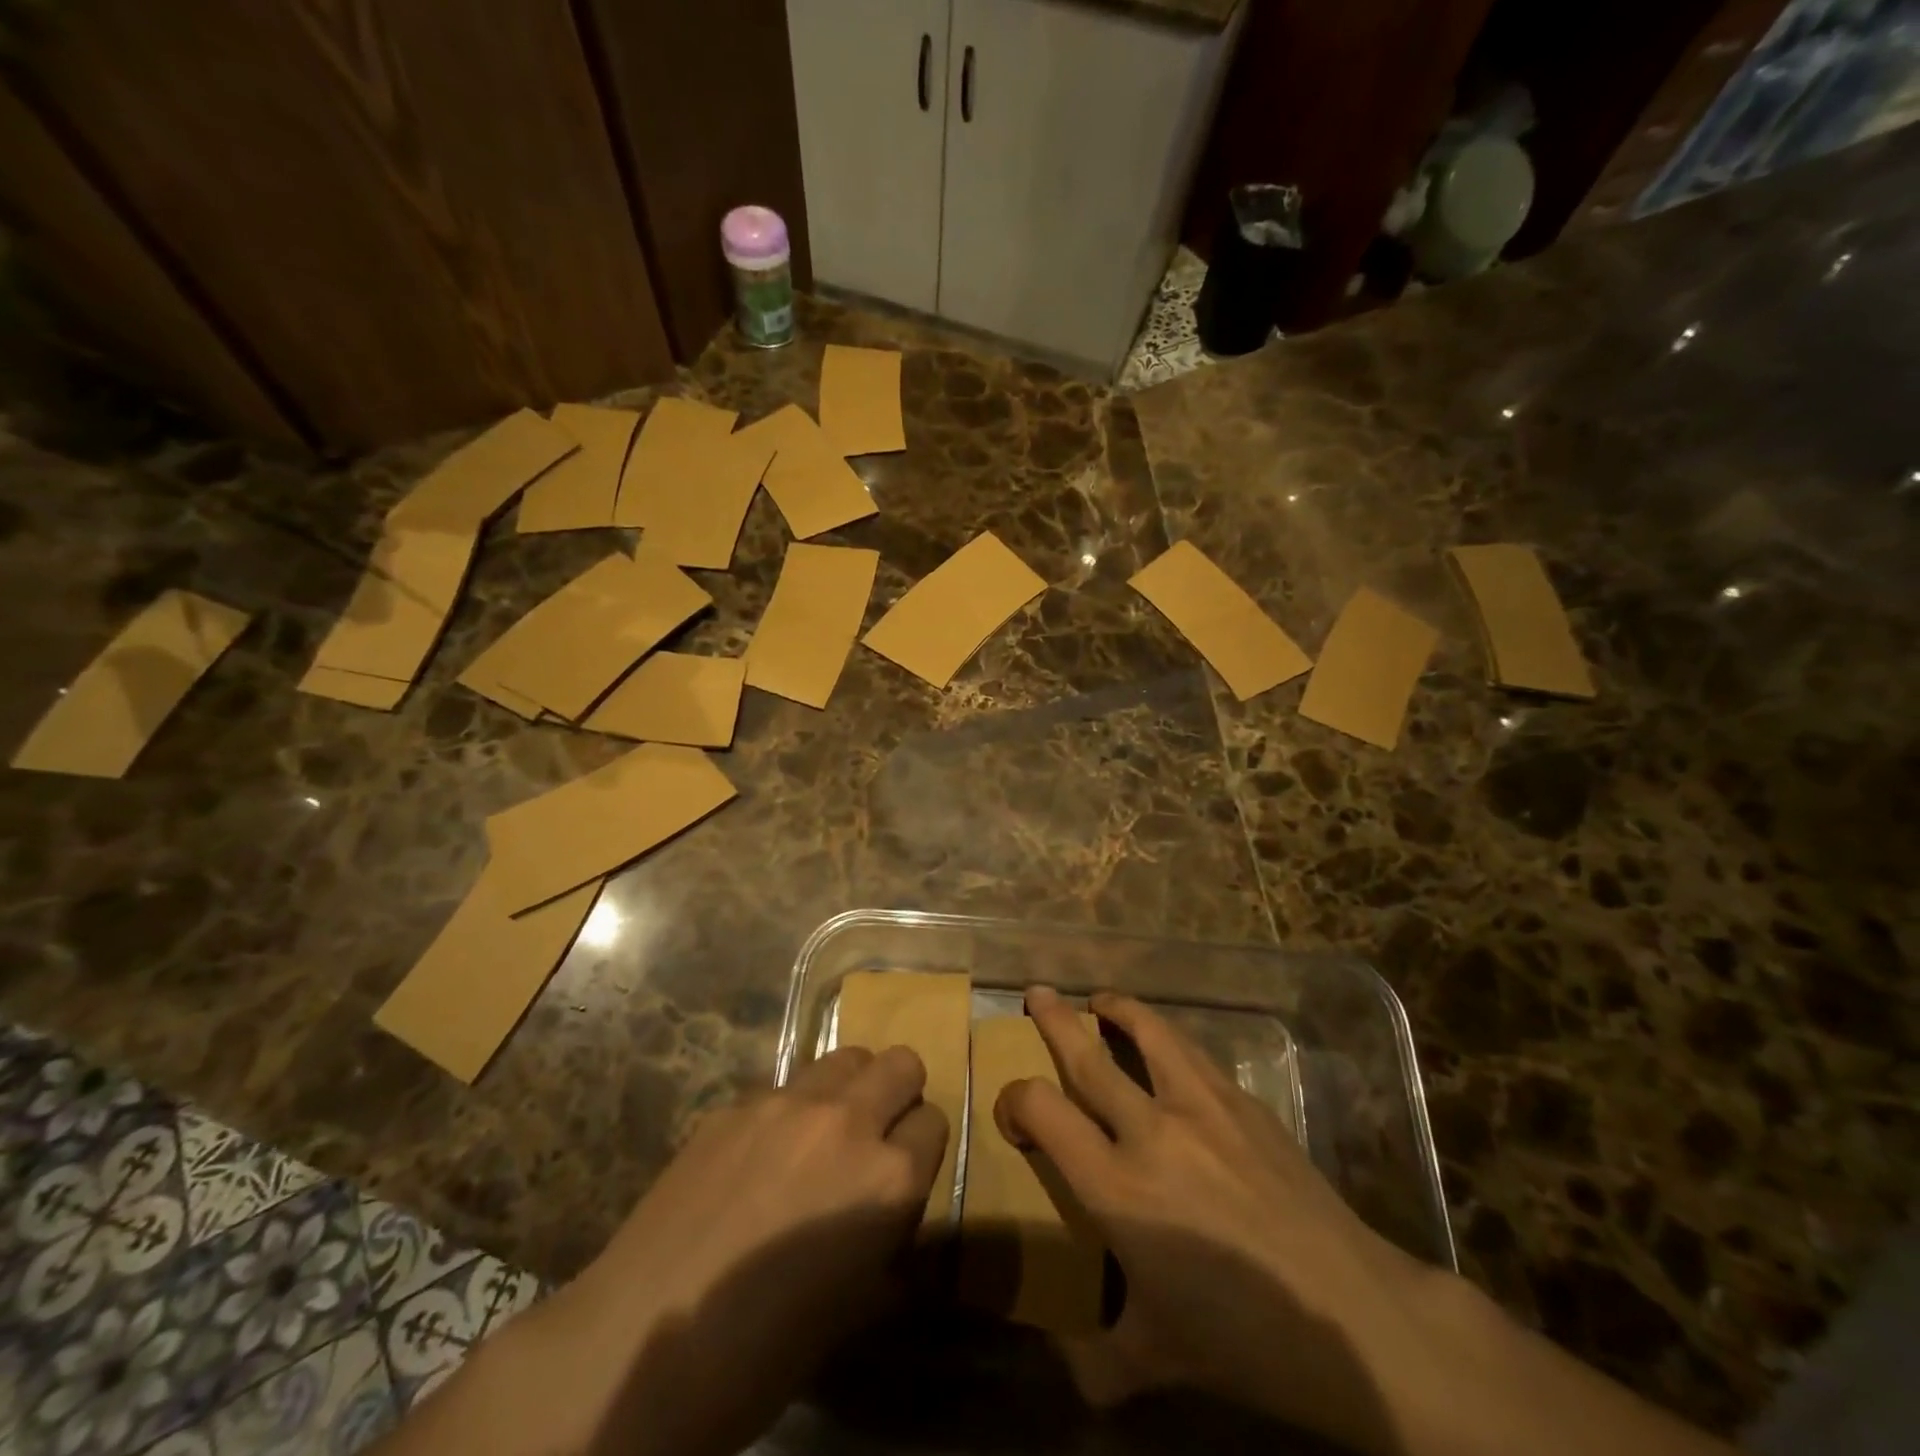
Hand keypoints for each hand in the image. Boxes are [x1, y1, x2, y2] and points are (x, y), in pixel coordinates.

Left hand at [472, 1045, 946, 1455]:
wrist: (643, 1341)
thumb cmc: (761, 1352)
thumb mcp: (853, 1310)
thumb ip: (889, 1247)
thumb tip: (893, 1225)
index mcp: (887, 1178)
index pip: (934, 1122)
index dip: (921, 1147)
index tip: (905, 1170)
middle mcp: (846, 1121)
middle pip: (901, 1062)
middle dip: (899, 1094)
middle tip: (874, 1136)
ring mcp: (786, 1102)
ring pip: (845, 1057)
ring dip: (848, 1088)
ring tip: (821, 1134)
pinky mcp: (736, 1102)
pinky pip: (784, 1086)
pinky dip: (789, 1109)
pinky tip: (758, 1156)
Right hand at [999, 986, 1461, 1454]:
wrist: (1353, 1316)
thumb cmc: (1245, 1339)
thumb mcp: (1157, 1358)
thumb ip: (1096, 1360)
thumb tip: (1062, 1366)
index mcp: (1118, 1189)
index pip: (1042, 1110)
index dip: (1015, 1099)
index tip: (1013, 1111)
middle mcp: (1151, 1132)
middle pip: (1087, 1056)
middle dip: (1053, 1019)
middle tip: (1035, 993)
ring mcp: (1202, 1108)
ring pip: (1147, 1032)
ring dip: (1117, 1009)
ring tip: (1101, 1000)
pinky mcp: (1244, 1102)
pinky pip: (1192, 1053)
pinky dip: (1166, 1036)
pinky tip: (1167, 1047)